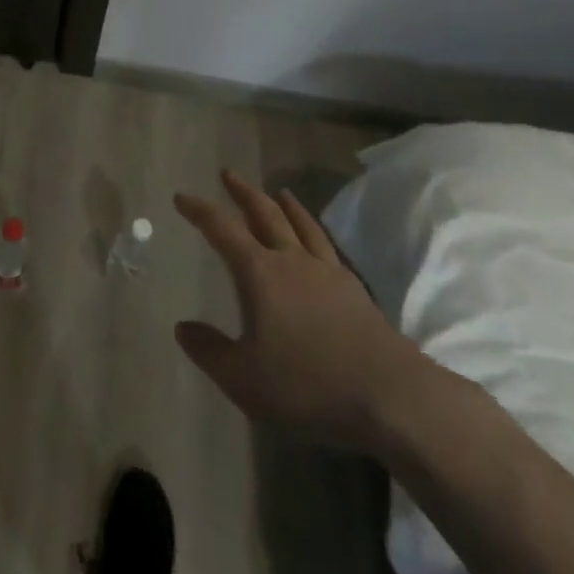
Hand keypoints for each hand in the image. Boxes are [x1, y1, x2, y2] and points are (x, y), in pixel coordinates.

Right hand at [174, 169, 426, 450]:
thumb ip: (210, 351)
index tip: (182, 197)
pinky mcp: (355, 291)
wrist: (391, 398)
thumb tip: (182, 326)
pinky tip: (316, 238)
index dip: (200, 211)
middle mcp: (292, 261)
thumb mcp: (244, 378)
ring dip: (284, 205)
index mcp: (260, 273)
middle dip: (243, 193)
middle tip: (228, 175)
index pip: (222, 229)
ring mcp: (327, 272)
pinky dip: (314, 231)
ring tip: (278, 192)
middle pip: (265, 214)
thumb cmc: (309, 384)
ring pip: (301, 225)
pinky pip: (327, 246)